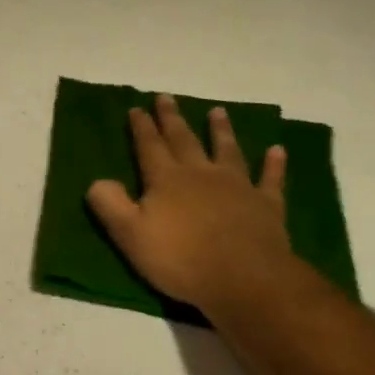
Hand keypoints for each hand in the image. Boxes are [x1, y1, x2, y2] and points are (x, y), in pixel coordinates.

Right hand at [86, 95, 296, 315]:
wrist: (243, 278)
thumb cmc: (181, 259)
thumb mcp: (131, 236)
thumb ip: (111, 205)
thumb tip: (97, 180)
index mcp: (166, 180)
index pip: (149, 147)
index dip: (141, 127)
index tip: (136, 108)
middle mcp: (201, 173)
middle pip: (184, 140)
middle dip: (172, 119)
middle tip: (166, 97)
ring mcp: (237, 185)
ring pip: (227, 150)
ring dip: (221, 130)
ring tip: (218, 111)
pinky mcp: (266, 203)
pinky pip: (270, 178)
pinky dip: (273, 164)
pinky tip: (277, 150)